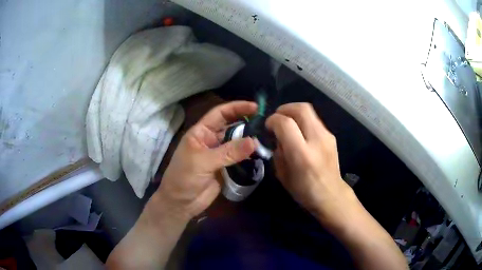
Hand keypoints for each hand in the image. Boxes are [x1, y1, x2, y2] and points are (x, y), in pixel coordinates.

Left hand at [155, 101, 256, 221]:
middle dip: (246, 122)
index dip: (236, 108)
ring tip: (267, 137)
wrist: (181, 203)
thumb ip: (229, 152)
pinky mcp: (226, 168)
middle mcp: (211, 140)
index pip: (220, 114)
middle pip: (231, 126)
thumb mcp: (203, 162)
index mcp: (201, 132)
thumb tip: (254, 142)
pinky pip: (239, 158)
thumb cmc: (184, 178)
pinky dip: (249, 155)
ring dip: (250, 140)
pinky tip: (260, 153)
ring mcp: (219, 154)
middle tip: (265, 122)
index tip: (255, 107)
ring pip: (237, 142)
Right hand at [266, 103, 358, 227]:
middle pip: (301, 109)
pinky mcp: (331, 136)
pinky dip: (303, 120)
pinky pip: (314, 120)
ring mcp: (327, 136)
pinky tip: (299, 132)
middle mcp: (317, 141)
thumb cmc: (304, 190)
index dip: (273, 120)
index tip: (268, 126)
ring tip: (287, 124)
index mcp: (302, 155)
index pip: (286, 123)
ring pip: (309, 110)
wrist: (331, 195)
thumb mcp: (282, 175)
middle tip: (277, 118)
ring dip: (294, 112)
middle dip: (285, 108)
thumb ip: (278, 152)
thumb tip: (277, 137)